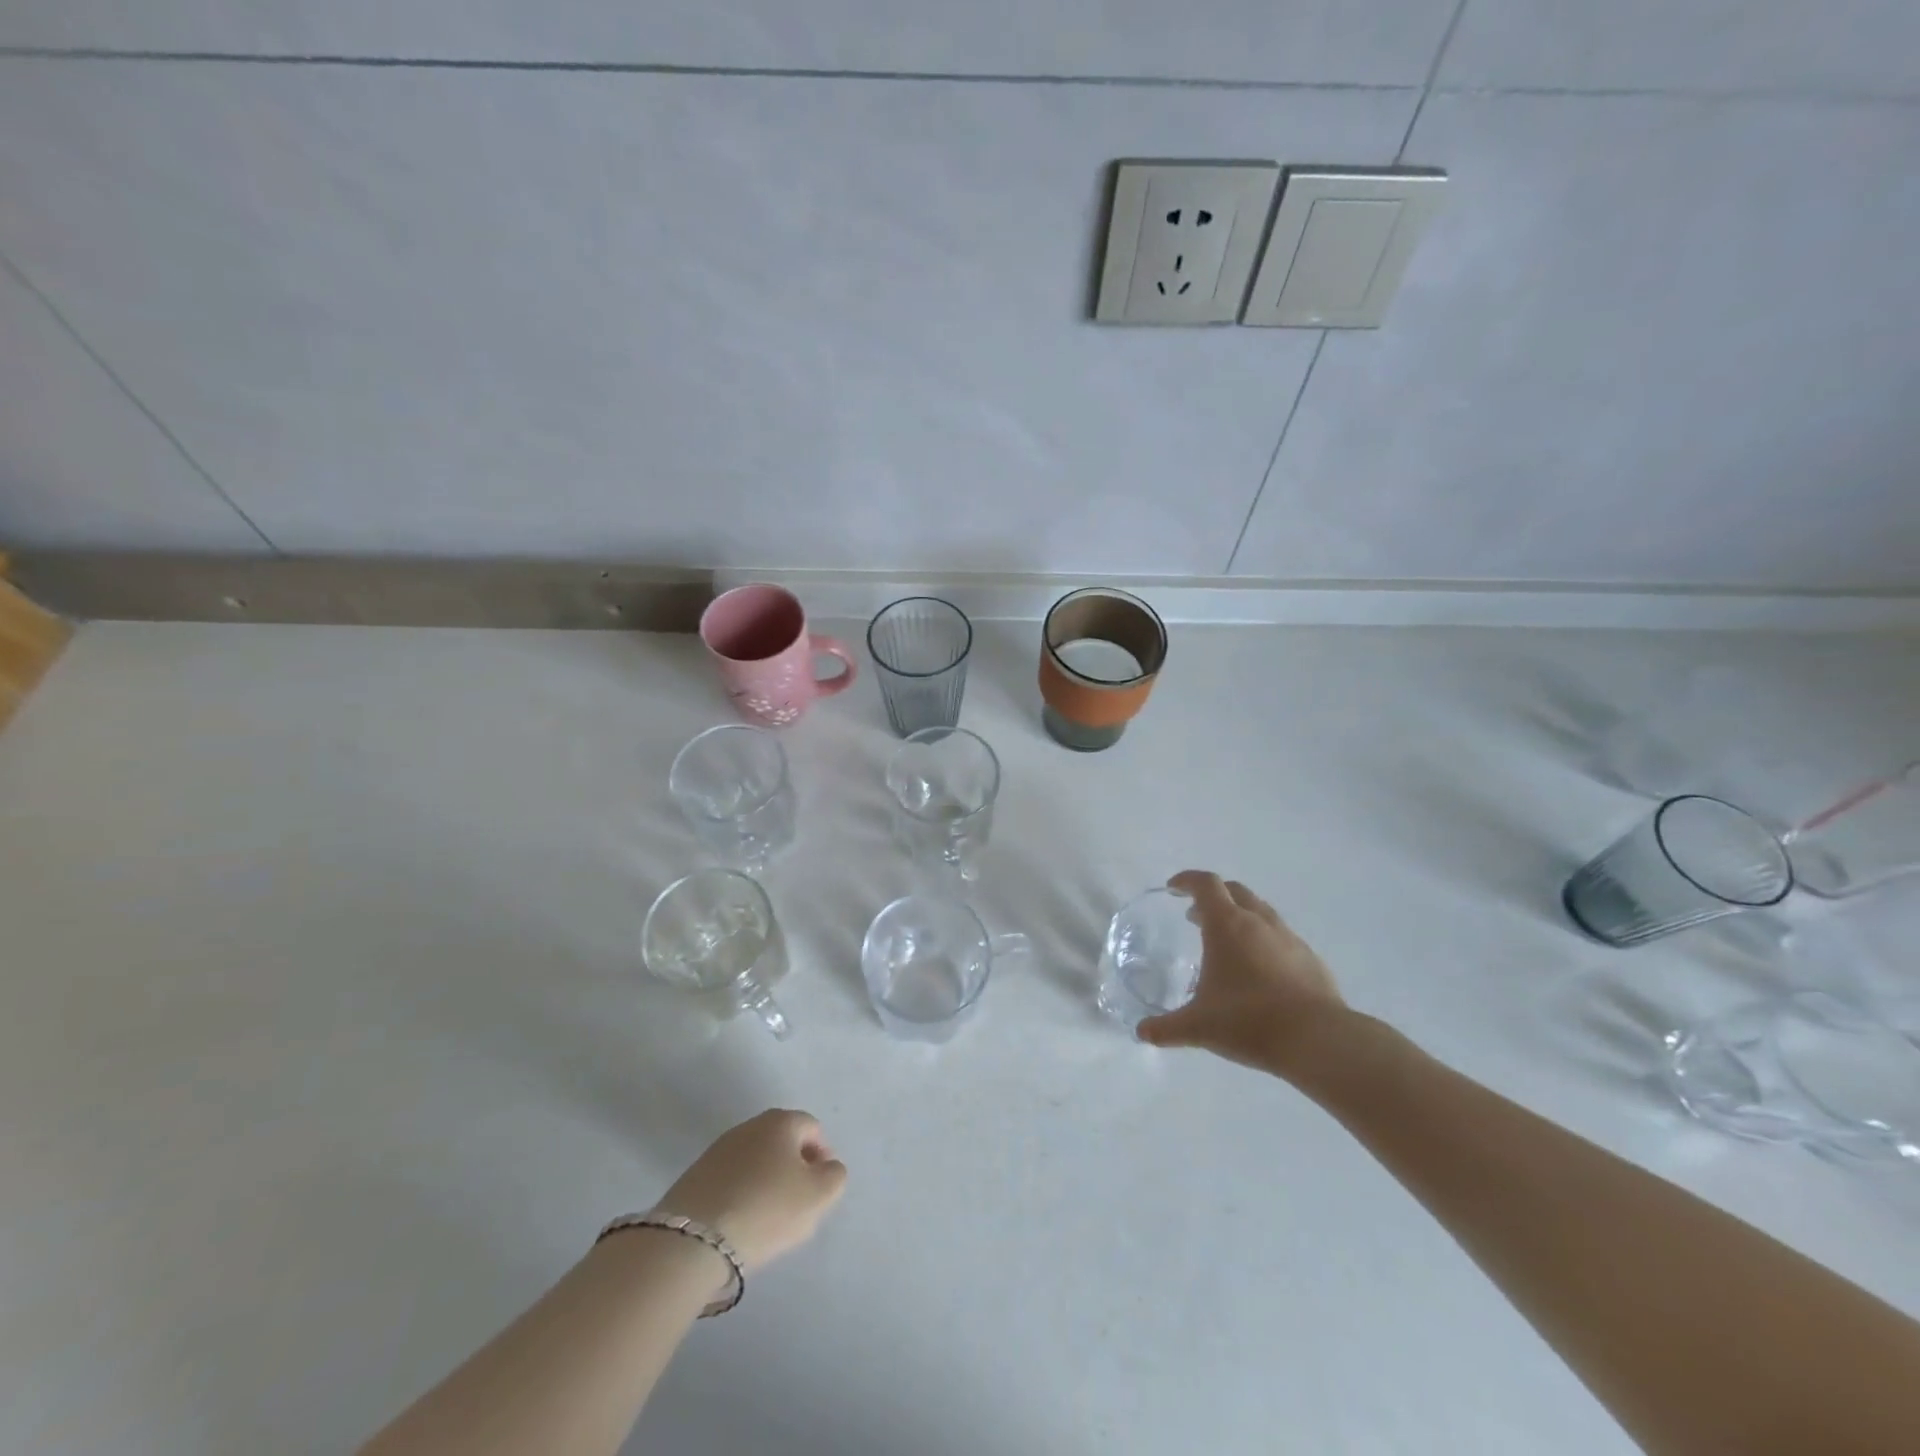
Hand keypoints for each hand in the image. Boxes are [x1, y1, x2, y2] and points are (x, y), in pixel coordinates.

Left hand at [657, 1110, 847, 1271]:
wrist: (692, 1240)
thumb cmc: (766, 1209)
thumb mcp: (818, 1195)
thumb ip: (834, 1176)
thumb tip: (826, 1167)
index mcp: (781, 1121)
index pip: (812, 1128)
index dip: (822, 1157)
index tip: (821, 1190)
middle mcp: (749, 1126)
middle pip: (782, 1143)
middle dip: (794, 1169)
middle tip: (798, 1205)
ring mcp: (718, 1150)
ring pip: (755, 1162)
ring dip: (766, 1183)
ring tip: (767, 1220)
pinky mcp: (694, 1176)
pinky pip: (730, 1181)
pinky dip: (741, 1196)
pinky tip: (740, 1224)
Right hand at [1137, 871, 1346, 1075]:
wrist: (1318, 1040)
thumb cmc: (1248, 1021)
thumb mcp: (1198, 1027)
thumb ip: (1166, 1027)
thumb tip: (1142, 1033)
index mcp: (1227, 925)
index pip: (1205, 884)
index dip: (1187, 880)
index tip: (1173, 888)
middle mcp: (1259, 922)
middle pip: (1234, 891)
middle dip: (1213, 896)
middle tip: (1196, 916)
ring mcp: (1289, 938)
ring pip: (1261, 911)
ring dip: (1240, 917)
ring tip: (1228, 943)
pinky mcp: (1310, 959)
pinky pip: (1281, 937)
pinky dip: (1264, 941)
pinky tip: (1260, 971)